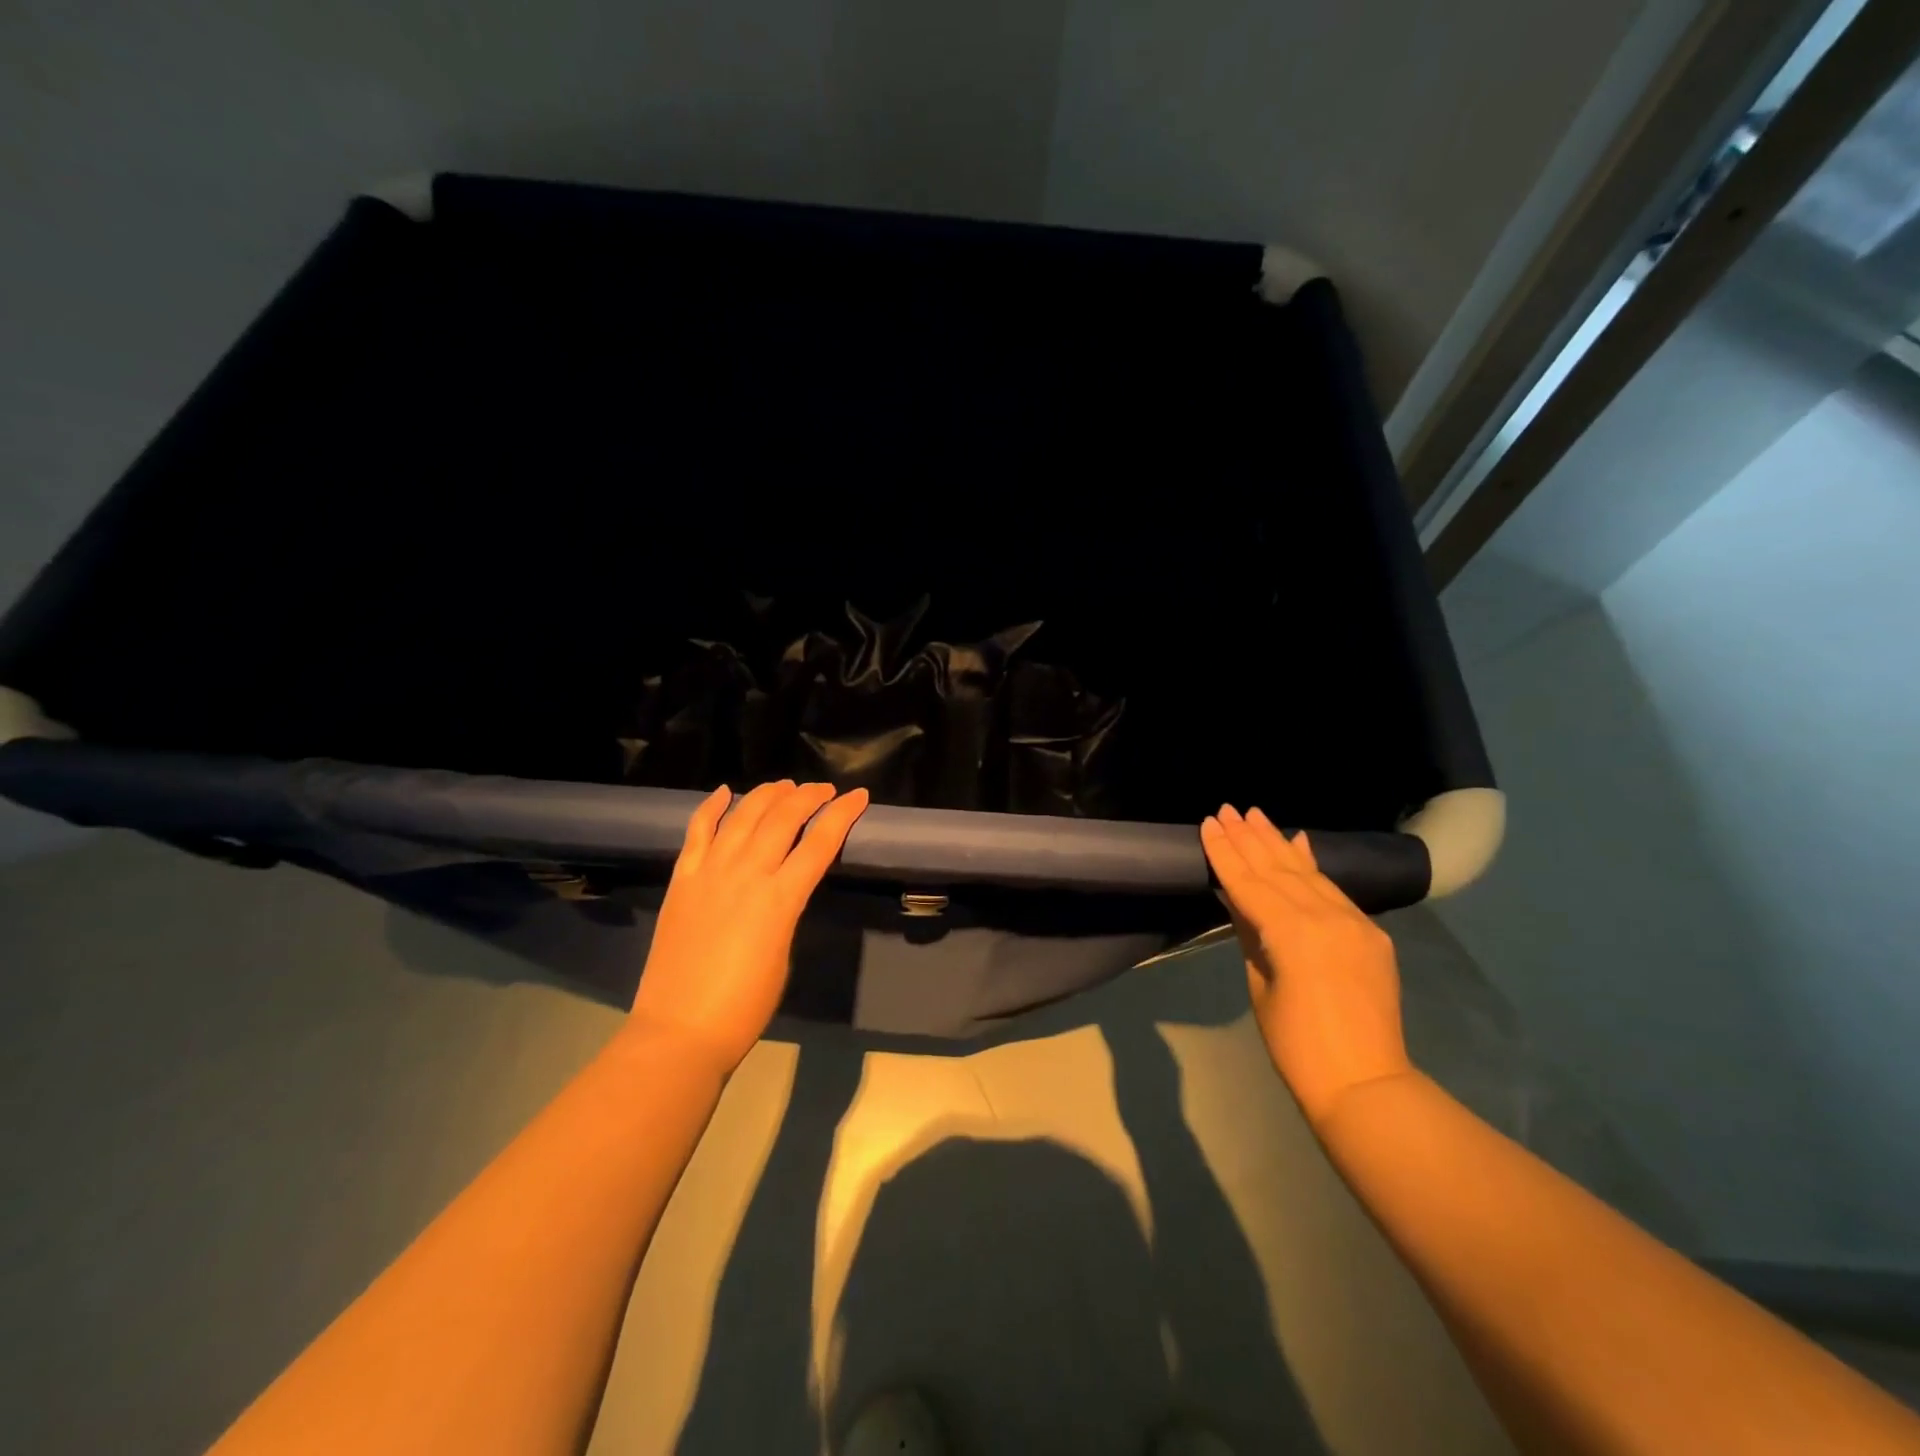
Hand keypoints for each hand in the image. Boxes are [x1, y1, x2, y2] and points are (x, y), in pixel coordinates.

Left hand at [628, 780, 868, 1070]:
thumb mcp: (784, 953)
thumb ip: (786, 910)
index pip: (821, 842)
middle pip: (783, 818)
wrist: (680, 1029)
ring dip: (767, 794)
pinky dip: (712, 806)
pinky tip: (725, 792)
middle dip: (809, 796)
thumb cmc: (745, 1005)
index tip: (859, 796)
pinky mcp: (682, 878)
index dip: (843, 814)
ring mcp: (710, 871)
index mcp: (781, 898)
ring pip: (743, 814)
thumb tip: (785, 886)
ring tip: (784, 785)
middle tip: (824, 790)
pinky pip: (697, 830)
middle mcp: (747, 872)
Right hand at [1200, 805, 1411, 1126]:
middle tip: (1227, 809)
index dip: (1225, 853)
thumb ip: (1251, 933)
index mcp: (1291, 933)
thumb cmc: (1295, 1045)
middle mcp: (1325, 917)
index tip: (1208, 824)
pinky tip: (1300, 842)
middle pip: (1278, 869)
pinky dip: (1313, 864)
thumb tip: (1238, 898)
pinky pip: (1334, 889)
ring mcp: (1353, 922)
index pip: (1249, 883)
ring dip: (1278, 843)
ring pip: (1306, 873)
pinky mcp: (1370, 932)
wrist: (1364, 1082)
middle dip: (1249, 838)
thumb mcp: (1260, 984)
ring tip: (1255, 815)